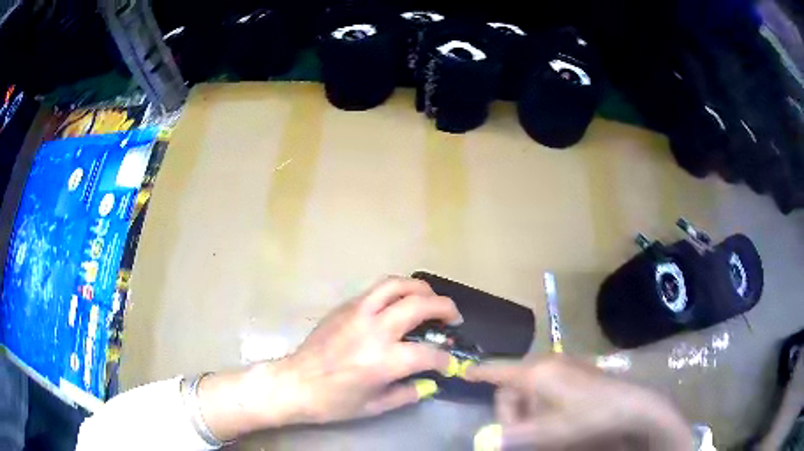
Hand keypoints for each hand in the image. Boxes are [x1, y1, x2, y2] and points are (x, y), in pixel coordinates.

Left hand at [198, 277, 462, 440]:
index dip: (446, 359)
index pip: (428, 354)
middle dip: (445, 309)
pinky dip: (397, 291)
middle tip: (452, 319)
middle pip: (420, 305)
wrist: (294, 383)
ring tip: (430, 300)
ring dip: (421, 289)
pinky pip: (377, 290)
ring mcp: (357, 313)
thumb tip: (430, 383)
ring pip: (397, 285)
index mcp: (382, 361)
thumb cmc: (333, 401)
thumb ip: (408, 393)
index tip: (450, 363)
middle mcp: (373, 330)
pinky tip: (399, 304)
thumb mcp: (374, 406)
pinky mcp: (345, 307)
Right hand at [467, 357, 692, 450]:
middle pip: (514, 386)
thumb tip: (488, 440)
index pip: (499, 370)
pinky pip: (548, 384)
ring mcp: (564, 364)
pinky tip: (557, 417)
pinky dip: (543, 402)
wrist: (629, 405)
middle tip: (525, 433)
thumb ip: (513, 436)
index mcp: (536, 373)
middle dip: (514, 411)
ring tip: (545, 428)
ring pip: (531, 386)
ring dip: (530, 409)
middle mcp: (547, 362)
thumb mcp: (546, 433)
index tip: (464, 374)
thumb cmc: (585, 419)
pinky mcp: (576, 369)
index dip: (480, 373)